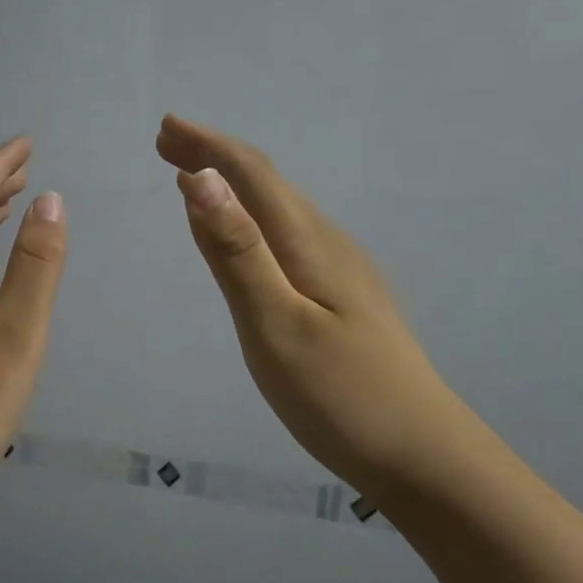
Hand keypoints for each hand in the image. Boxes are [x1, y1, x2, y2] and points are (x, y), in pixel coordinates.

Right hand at [156, 114, 466, 495]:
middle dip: (215, 156)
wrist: (419, 454)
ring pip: (280, 209)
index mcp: (309, 244)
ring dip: (234, 185)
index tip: (164, 128)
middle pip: (267, 184)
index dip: (207, 147)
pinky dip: (253, 218)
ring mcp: (341, 272)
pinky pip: (288, 236)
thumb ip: (236, 252)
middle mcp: (328, 245)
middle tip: (166, 143)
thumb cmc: (339, 394)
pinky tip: (246, 235)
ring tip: (194, 177)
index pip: (253, 176)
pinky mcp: (342, 297)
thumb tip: (199, 178)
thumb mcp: (274, 324)